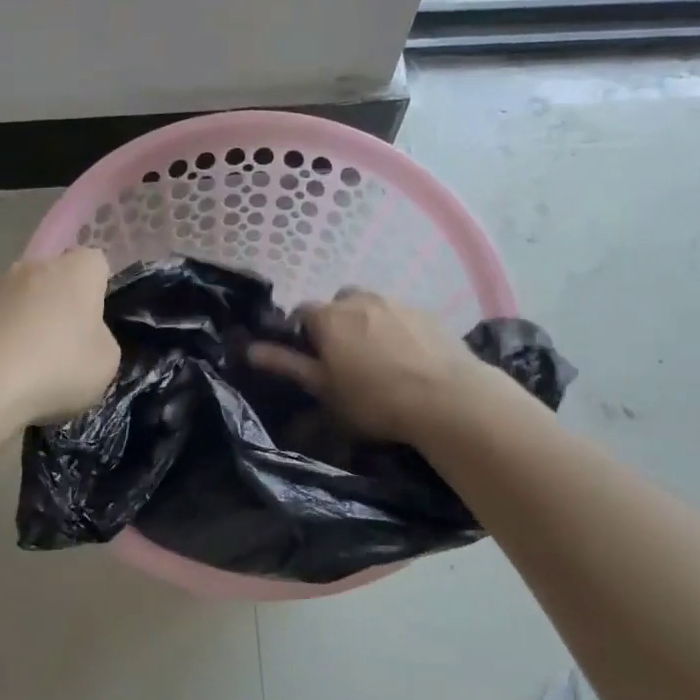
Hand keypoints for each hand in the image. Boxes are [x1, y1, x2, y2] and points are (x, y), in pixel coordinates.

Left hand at [0, 249, 119, 427]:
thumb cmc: (58, 368)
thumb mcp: (107, 362)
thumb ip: (101, 339)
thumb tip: (84, 336)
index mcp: (76, 271)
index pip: (96, 263)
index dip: (99, 290)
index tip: (96, 323)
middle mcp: (35, 267)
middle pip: (56, 279)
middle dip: (62, 305)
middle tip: (67, 347)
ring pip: (24, 299)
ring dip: (30, 321)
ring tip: (31, 366)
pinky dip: (2, 339)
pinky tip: (3, 372)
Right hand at [248, 287, 486, 443]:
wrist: (448, 399)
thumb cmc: (375, 400)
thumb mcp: (324, 390)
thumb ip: (287, 365)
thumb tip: (251, 349)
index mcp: (329, 318)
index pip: (302, 312)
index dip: (302, 334)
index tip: (312, 360)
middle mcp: (359, 299)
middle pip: (337, 305)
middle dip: (336, 324)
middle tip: (345, 360)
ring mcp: (396, 302)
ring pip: (370, 307)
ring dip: (367, 324)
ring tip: (379, 359)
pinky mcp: (427, 312)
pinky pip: (400, 315)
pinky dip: (397, 330)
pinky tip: (408, 358)